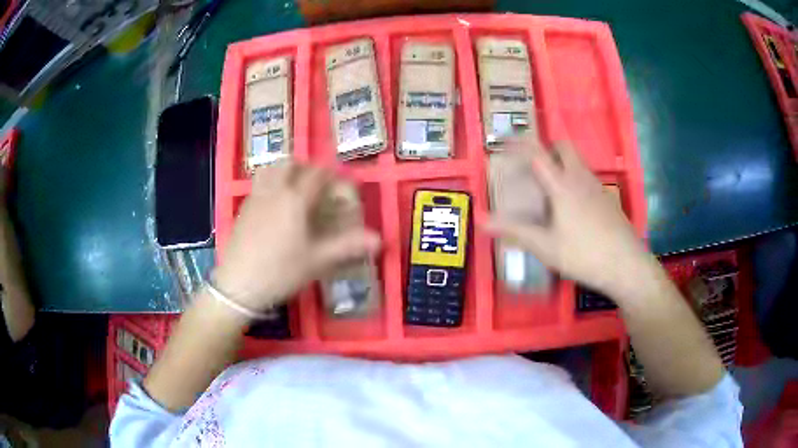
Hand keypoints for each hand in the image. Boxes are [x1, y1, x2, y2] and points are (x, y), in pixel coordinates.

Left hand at [213, 163, 380, 310]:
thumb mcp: (318, 261)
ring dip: (285, 170)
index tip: (343, 183)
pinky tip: (274, 204)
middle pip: (291, 163)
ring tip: (294, 187)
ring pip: (270, 169)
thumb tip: (379, 239)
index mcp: (295, 198)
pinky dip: (270, 182)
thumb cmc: (281, 271)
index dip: (334, 174)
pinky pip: (258, 183)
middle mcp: (274, 190)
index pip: (319, 174)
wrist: (238, 286)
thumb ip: (348, 246)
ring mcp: (255, 197)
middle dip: (307, 167)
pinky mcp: (243, 208)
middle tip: (317, 183)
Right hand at [483, 138, 649, 297]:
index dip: (519, 143)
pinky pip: (587, 177)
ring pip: (578, 162)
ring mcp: (598, 187)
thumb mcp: (546, 247)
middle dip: (546, 148)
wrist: (626, 265)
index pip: (538, 153)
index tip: (505, 140)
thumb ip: (515, 231)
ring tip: (550, 189)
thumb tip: (483, 221)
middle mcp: (581, 178)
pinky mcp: (608, 199)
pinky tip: (572, 207)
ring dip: (562, 164)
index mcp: (562, 185)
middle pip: (563, 147)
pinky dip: (575, 179)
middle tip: (534, 167)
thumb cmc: (583, 254)